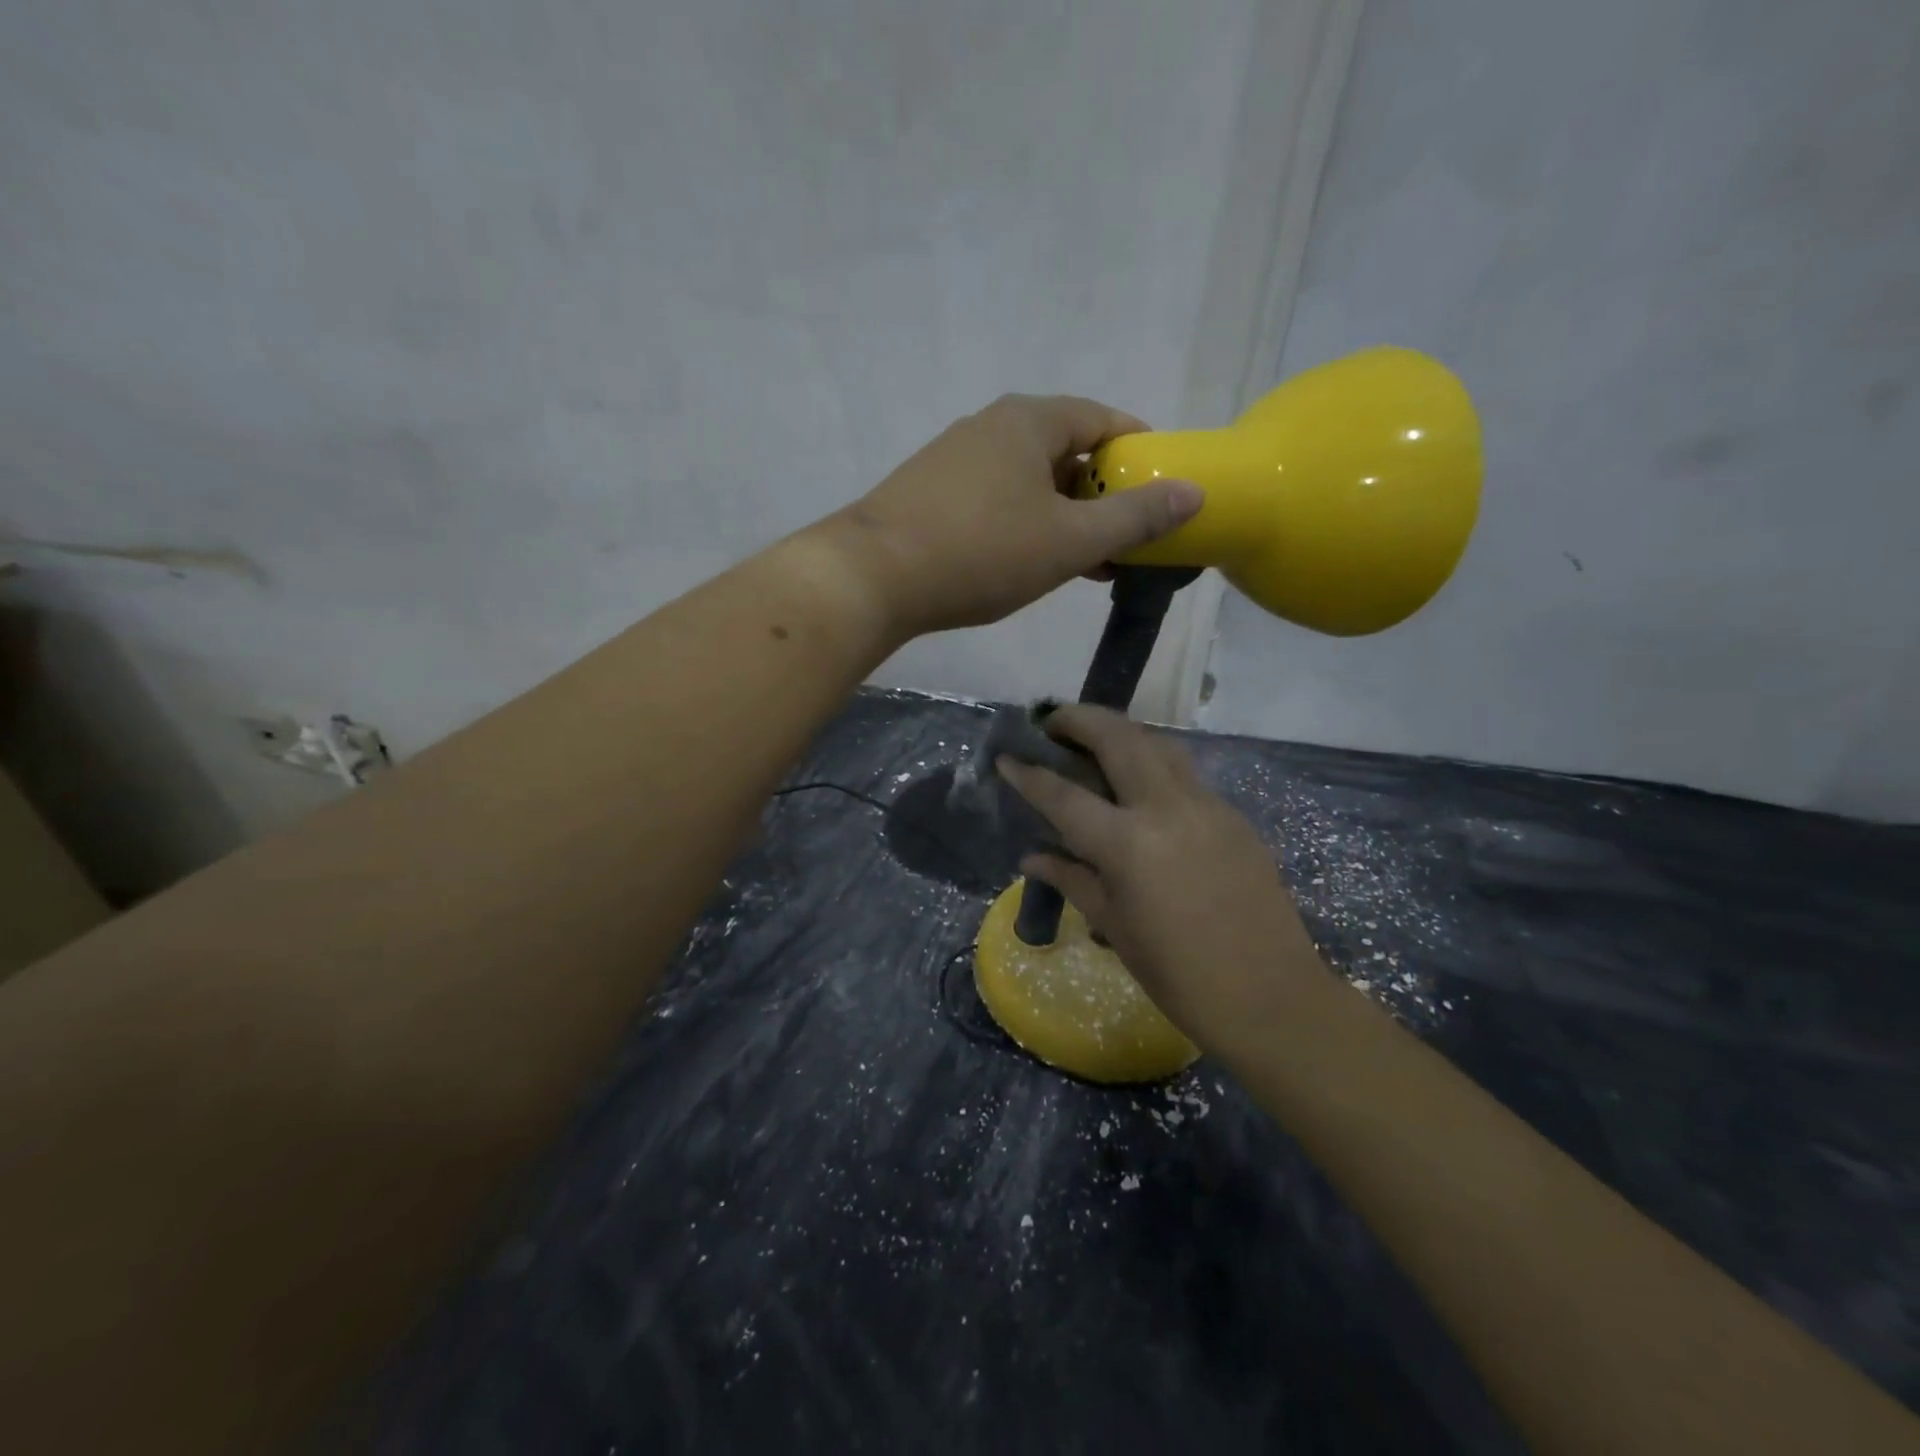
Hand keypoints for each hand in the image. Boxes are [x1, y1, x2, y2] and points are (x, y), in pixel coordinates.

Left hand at [816, 395, 1202, 639]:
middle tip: (1127, 542)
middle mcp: (991, 426)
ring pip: (1030, 481)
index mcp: (1030, 420)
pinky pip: (997, 500)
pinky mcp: (930, 493)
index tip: (1163, 494)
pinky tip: (1029, 564)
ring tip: (1087, 564)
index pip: (1104, 420)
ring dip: (1065, 517)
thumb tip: (1193, 492)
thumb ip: (1133, 517)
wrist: (872, 577)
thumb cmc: (981, 552)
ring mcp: (955, 458)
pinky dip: (1026, 525)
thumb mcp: (1069, 540)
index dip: (1140, 454)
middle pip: (1067, 451)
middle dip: (1102, 496)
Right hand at [997, 705, 1328, 1048]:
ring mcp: (1208, 806)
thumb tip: (1033, 855)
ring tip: (1098, 742)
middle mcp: (1168, 808)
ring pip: (1160, 745)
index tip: (1006, 756)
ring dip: (1123, 733)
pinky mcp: (1234, 816)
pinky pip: (1186, 775)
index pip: (1065, 796)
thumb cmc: (1180, 975)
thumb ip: (1072, 879)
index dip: (1029, 774)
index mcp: (1129, 844)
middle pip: (1119, 738)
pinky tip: (1143, 790)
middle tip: (1054, 723)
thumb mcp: (1115, 926)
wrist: (1272, 998)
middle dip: (1081, 719)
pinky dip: (1155, 765)